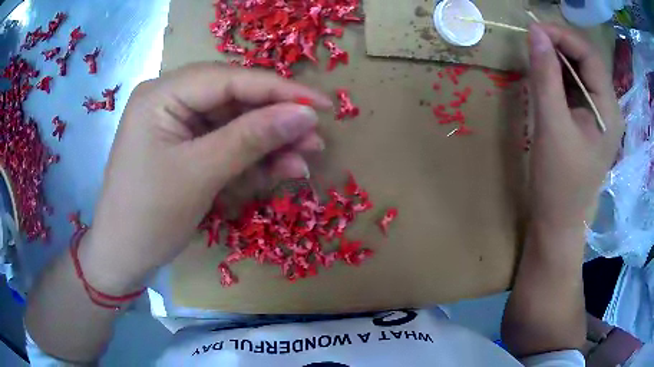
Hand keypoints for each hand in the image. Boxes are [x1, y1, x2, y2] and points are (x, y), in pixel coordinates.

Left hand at [79, 63, 331, 292]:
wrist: (122, 257)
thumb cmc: (149, 217)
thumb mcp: (200, 175)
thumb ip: (252, 139)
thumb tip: (306, 115)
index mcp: (161, 93)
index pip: (229, 79)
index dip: (279, 90)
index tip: (323, 105)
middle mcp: (169, 98)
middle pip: (233, 98)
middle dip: (275, 120)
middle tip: (314, 139)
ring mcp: (176, 123)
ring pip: (233, 122)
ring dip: (268, 142)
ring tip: (302, 160)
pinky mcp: (184, 146)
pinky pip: (224, 143)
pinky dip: (251, 158)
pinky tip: (278, 170)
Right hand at [527, 24, 623, 232]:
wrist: (558, 222)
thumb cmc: (558, 181)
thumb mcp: (551, 125)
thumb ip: (545, 75)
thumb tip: (535, 33)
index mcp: (608, 109)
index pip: (590, 55)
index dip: (563, 35)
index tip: (533, 29)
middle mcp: (608, 108)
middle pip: (587, 61)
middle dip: (560, 45)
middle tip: (532, 41)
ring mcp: (599, 115)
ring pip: (580, 72)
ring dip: (558, 60)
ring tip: (535, 58)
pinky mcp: (588, 122)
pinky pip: (575, 88)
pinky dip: (559, 76)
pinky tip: (545, 78)